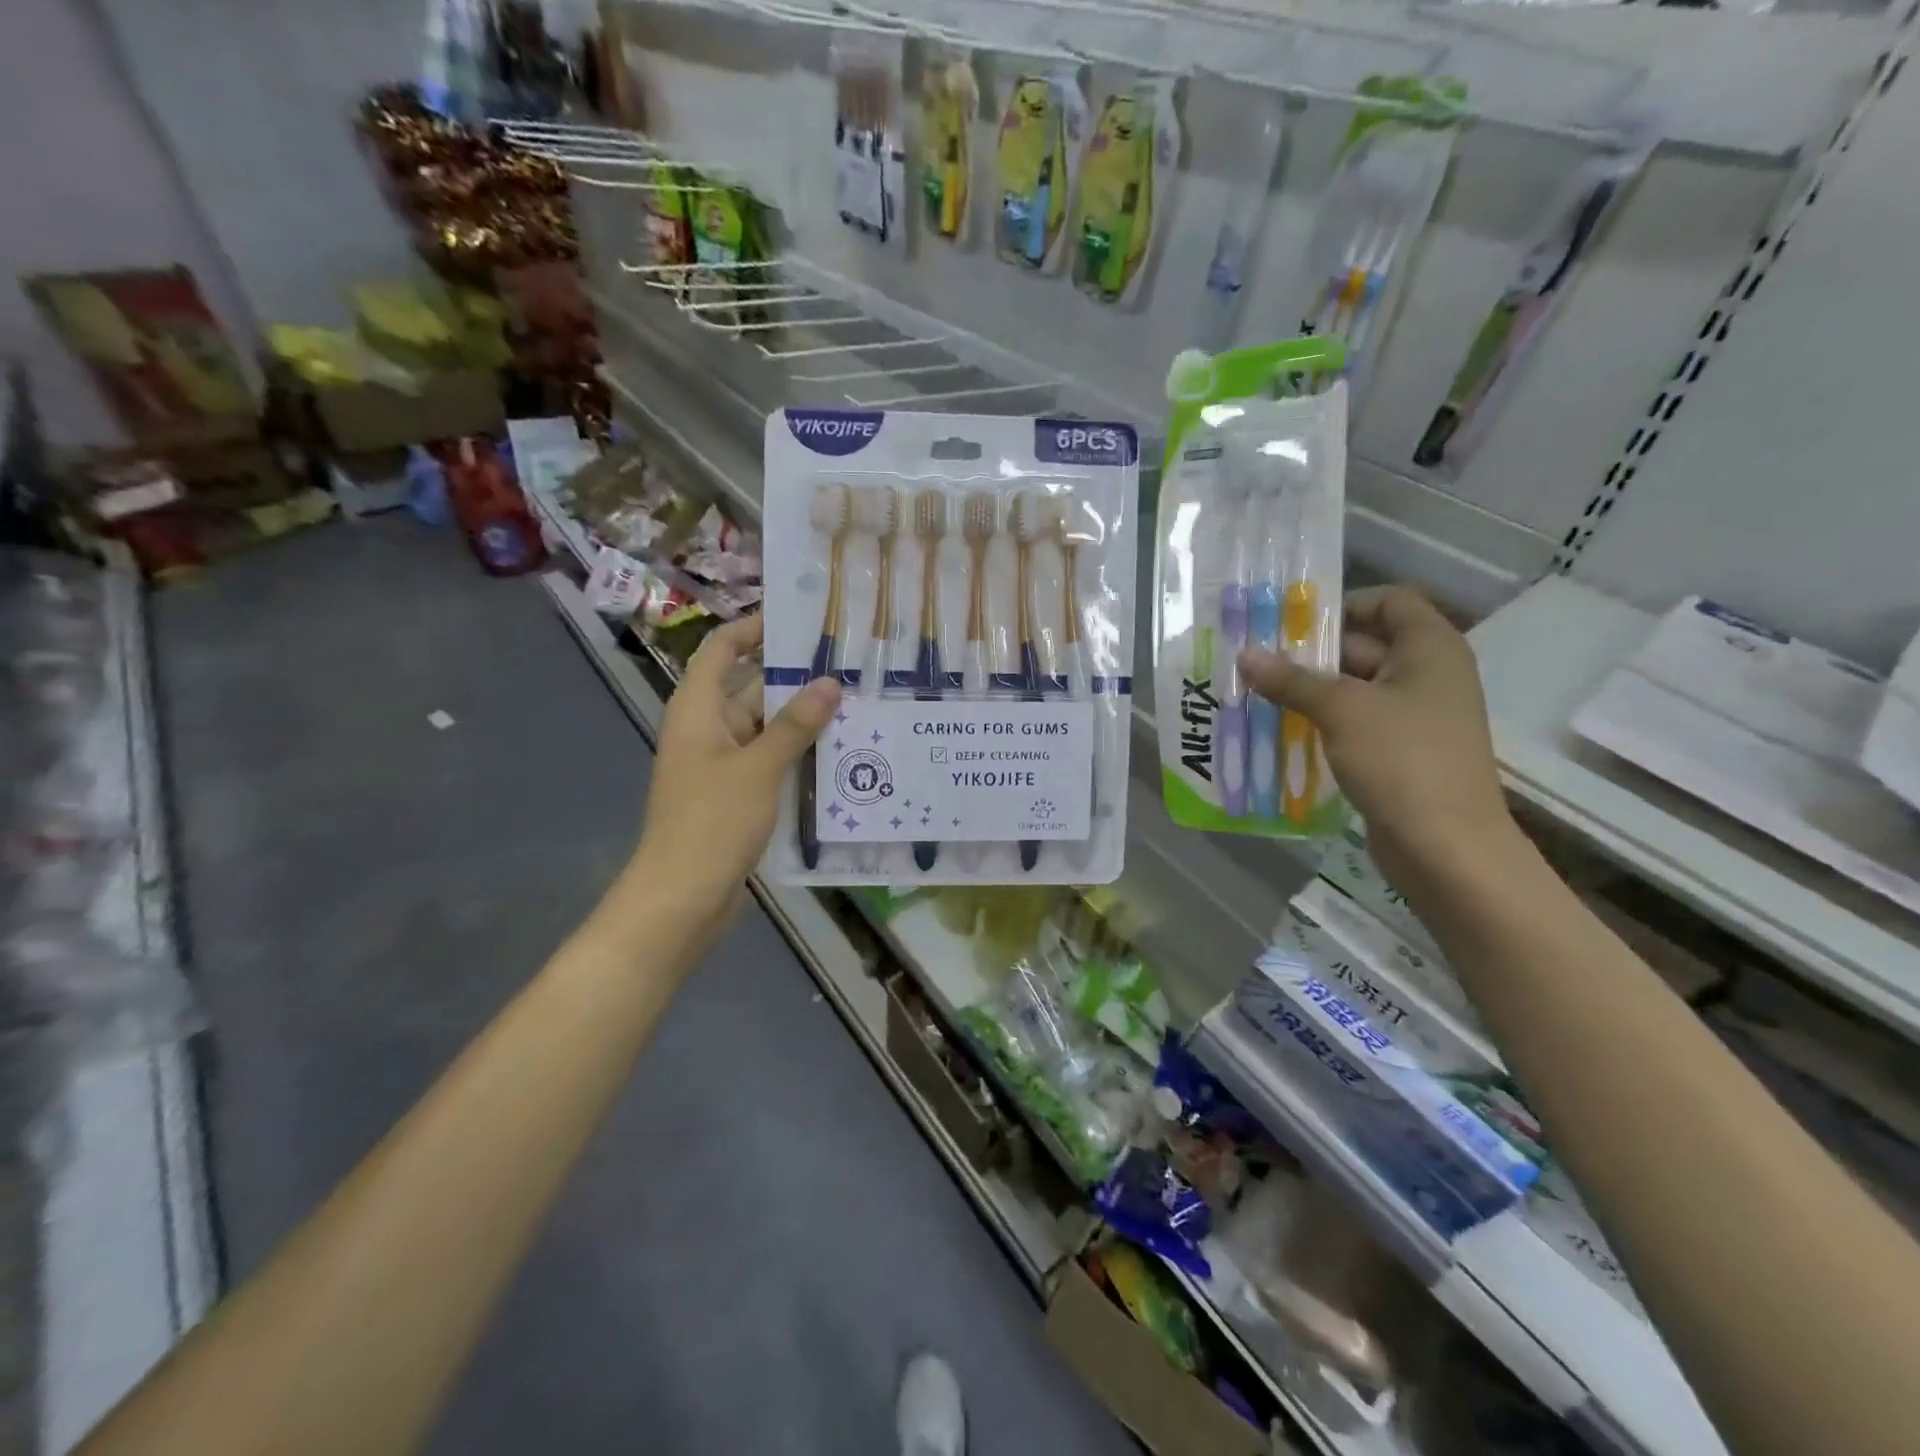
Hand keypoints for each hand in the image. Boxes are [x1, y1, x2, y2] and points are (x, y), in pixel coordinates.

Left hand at [629, 615, 840, 933]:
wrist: (683, 897)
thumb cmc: (712, 822)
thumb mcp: (759, 768)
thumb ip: (796, 724)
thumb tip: (830, 682)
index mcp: (698, 709)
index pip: (723, 649)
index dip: (754, 628)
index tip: (799, 617)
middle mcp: (708, 728)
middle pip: (751, 686)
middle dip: (795, 676)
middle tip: (848, 663)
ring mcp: (722, 762)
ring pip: (766, 726)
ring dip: (802, 717)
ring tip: (856, 701)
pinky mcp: (737, 792)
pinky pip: (770, 758)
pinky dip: (798, 751)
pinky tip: (840, 750)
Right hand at [1238, 585, 1516, 887]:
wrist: (1446, 847)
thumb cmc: (1402, 761)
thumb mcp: (1342, 711)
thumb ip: (1292, 680)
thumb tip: (1245, 655)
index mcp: (1430, 649)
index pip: (1391, 601)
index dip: (1345, 604)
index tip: (1293, 622)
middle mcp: (1427, 674)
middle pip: (1365, 644)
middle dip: (1311, 652)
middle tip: (1256, 658)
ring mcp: (1414, 716)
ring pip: (1354, 687)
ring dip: (1309, 689)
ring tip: (1256, 692)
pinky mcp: (1398, 751)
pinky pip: (1354, 722)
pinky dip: (1321, 720)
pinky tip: (1280, 728)